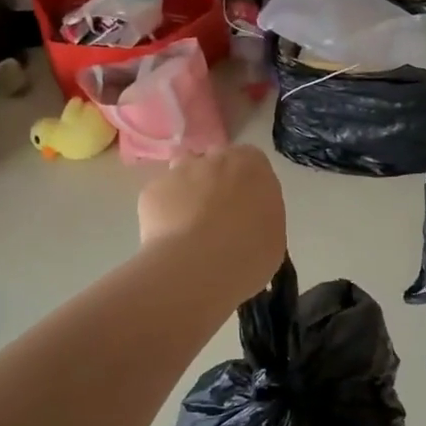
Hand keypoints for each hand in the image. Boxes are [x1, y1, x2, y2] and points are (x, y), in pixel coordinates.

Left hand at [138, 145, 286, 300]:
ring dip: (187, 187)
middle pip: (215, 160)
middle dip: (216, 180)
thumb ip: (261, 213)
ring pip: (183, 170)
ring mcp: (181, 170)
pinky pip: (160, 195)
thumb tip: (248, 217)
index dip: (246, 181)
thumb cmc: (250, 253)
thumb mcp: (273, 234)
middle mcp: (217, 158)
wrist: (199, 266)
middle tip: (217, 214)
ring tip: (188, 222)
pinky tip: (168, 236)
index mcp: (253, 166)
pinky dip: (163, 210)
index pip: (251, 160)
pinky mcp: (153, 189)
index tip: (245, 204)